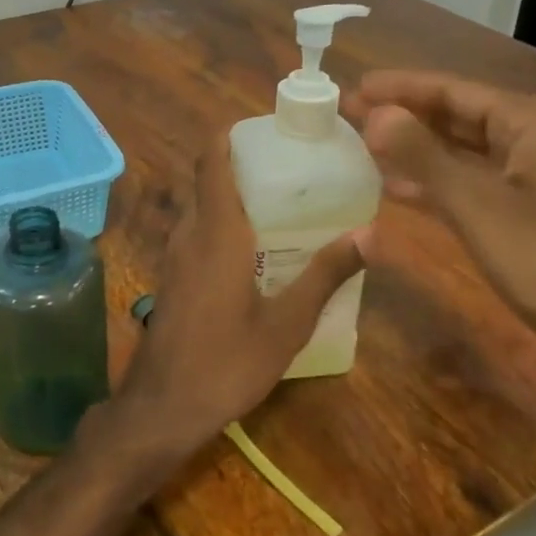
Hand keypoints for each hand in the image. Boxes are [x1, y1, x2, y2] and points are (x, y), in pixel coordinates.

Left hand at [111, 132, 363, 457]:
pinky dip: (218, 224)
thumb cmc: (227, 362)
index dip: (227, 136)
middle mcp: (189, 234)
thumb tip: (372, 232)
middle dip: (238, 165)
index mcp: (216, 232)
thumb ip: (326, 274)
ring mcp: (174, 258)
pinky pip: (194, 234)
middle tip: (285, 166)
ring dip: (228, 196)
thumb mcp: (287, 322)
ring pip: (199, 209)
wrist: (163, 408)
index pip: (210, 162)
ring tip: (275, 202)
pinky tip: (250, 249)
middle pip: (206, 182)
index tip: (261, 127)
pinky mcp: (171, 280)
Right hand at [344, 71, 535, 361]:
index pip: (452, 90)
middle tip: (349, 113)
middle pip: (455, 115)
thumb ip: (421, 155)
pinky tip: (392, 186)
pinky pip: (465, 181)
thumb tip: (374, 113)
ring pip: (458, 149)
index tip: (355, 87)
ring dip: (413, 147)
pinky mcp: (519, 210)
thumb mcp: (475, 203)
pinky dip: (430, 181)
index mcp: (528, 122)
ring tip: (362, 144)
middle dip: (403, 114)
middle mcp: (529, 139)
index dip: (401, 87)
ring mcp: (526, 176)